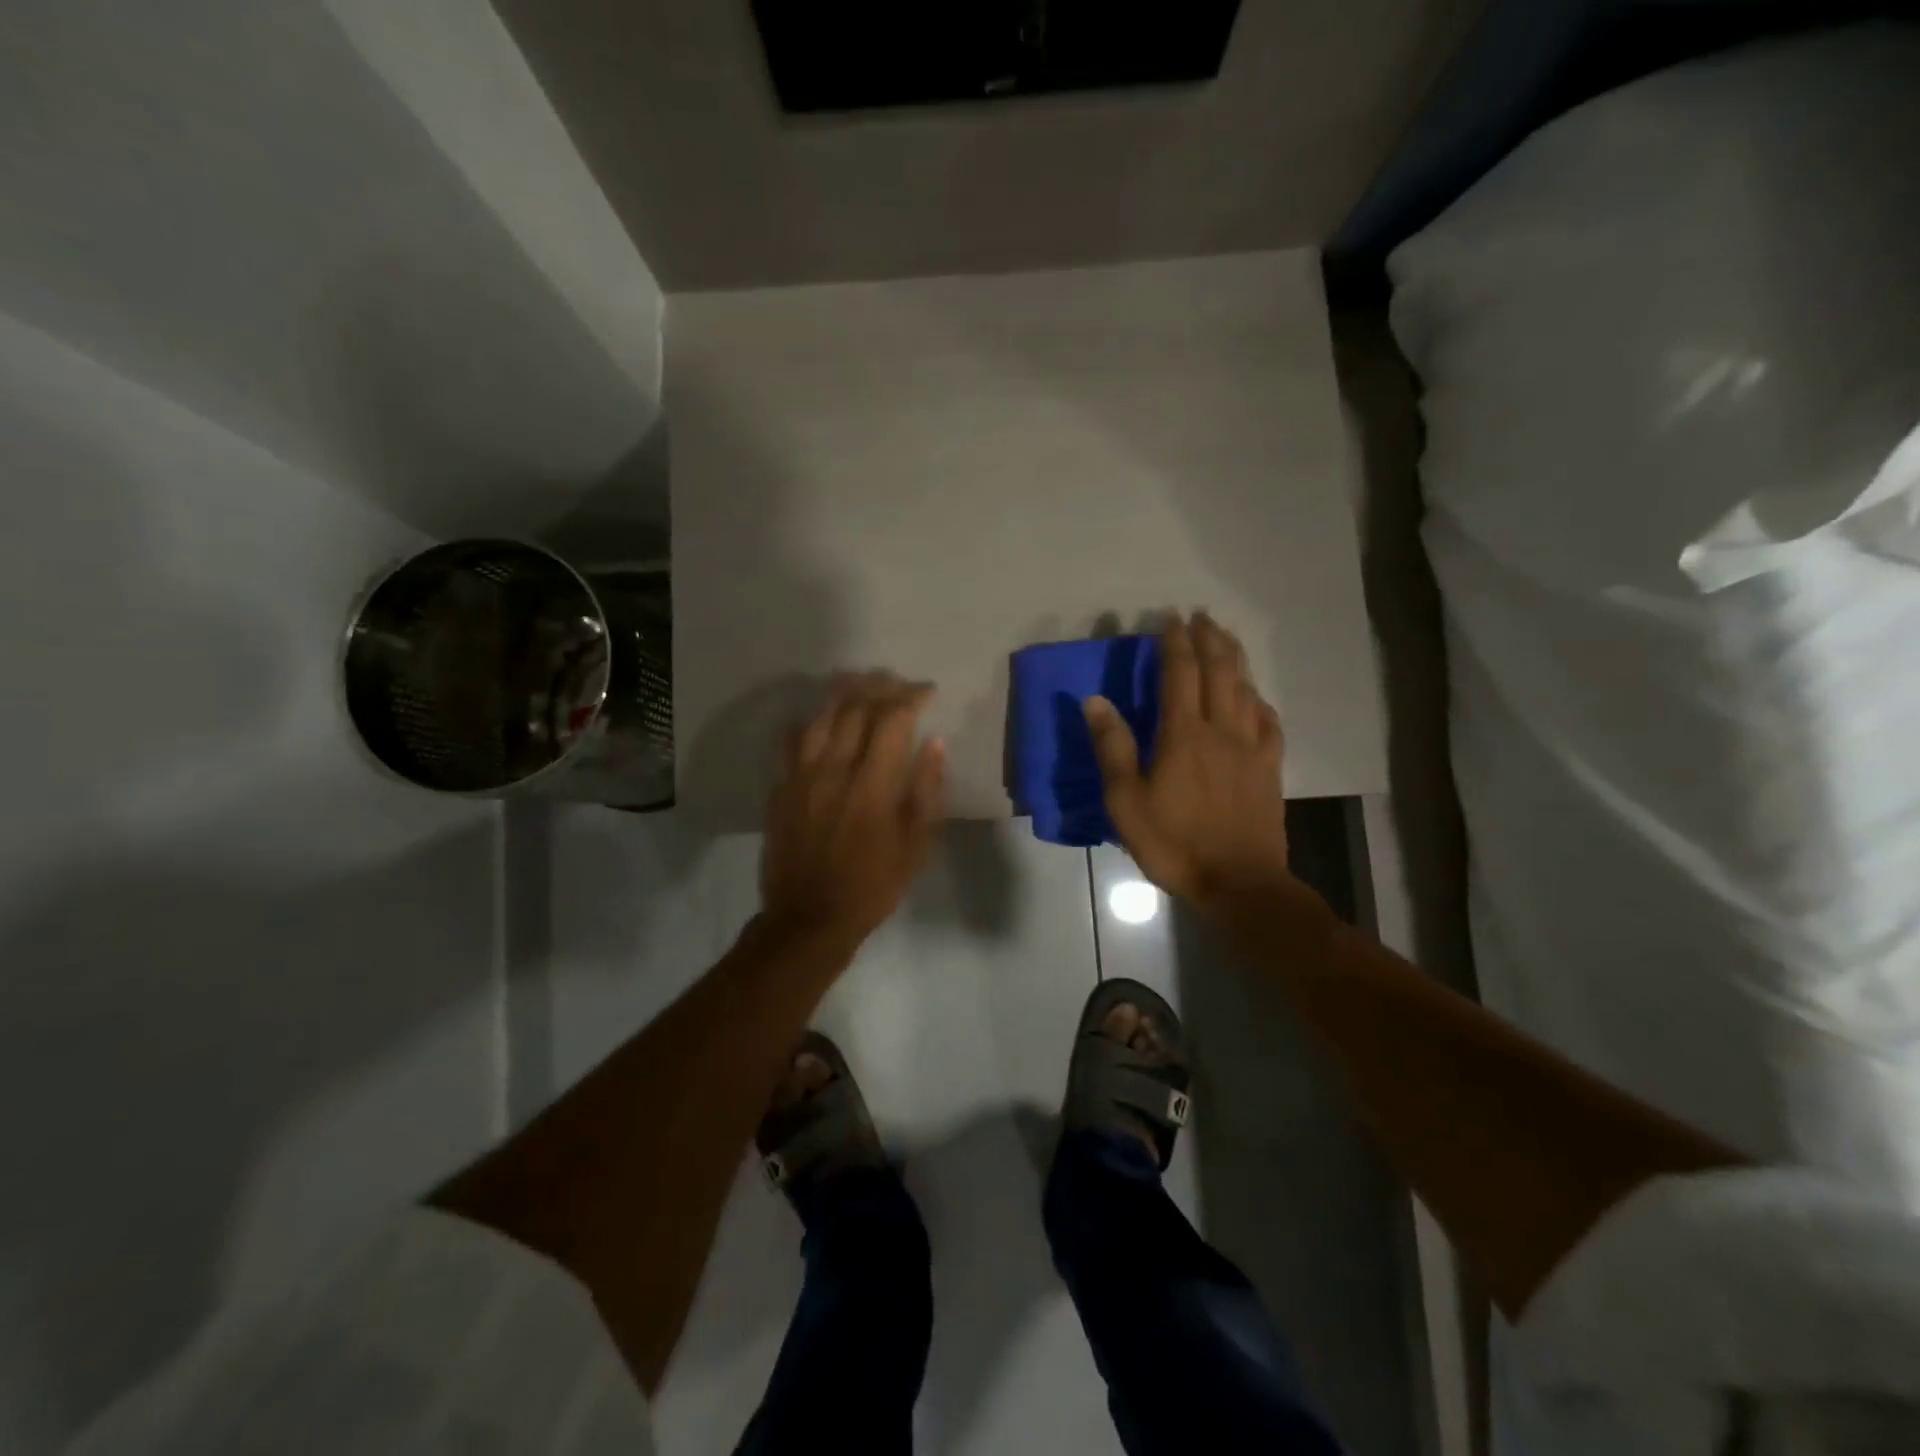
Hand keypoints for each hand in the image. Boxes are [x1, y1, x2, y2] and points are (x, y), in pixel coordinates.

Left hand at [761, 672, 946, 951]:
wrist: (809, 918)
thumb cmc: (872, 886)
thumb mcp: (915, 847)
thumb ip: (926, 791)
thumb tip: (935, 744)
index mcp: (872, 785)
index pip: (893, 721)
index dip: (911, 698)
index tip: (926, 691)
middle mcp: (834, 770)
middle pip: (855, 709)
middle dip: (878, 687)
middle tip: (895, 681)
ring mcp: (801, 777)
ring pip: (820, 718)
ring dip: (842, 694)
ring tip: (859, 682)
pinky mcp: (780, 788)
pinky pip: (789, 741)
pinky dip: (807, 722)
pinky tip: (817, 718)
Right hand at [1083, 613, 1289, 913]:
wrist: (1240, 882)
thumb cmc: (1174, 843)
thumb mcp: (1126, 801)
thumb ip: (1113, 747)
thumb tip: (1095, 700)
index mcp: (1183, 735)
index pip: (1180, 674)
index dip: (1175, 642)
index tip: (1171, 617)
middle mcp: (1221, 730)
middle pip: (1219, 672)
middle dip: (1210, 639)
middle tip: (1202, 616)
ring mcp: (1252, 748)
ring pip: (1246, 690)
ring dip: (1236, 660)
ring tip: (1227, 639)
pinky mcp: (1270, 769)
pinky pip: (1268, 723)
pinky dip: (1259, 701)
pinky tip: (1255, 697)